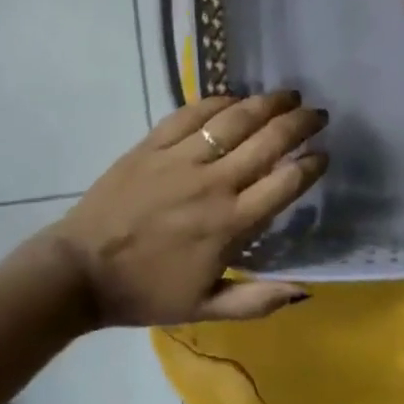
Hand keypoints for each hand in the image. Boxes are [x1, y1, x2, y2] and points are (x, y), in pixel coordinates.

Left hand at [49, 91, 328, 326]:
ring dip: (266, 103)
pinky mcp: (151, 145)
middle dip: (300, 123)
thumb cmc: (146, 292)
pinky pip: (191, 114)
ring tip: (287, 95)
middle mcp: (213, 183)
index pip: (285, 183)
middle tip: (317, 114)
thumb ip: (257, 301)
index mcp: (230, 224)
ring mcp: (180, 159)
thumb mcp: (205, 308)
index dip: (311, 165)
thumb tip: (305, 290)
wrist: (80, 271)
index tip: (323, 155)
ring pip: (233, 120)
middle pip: (268, 142)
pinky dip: (217, 101)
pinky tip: (234, 98)